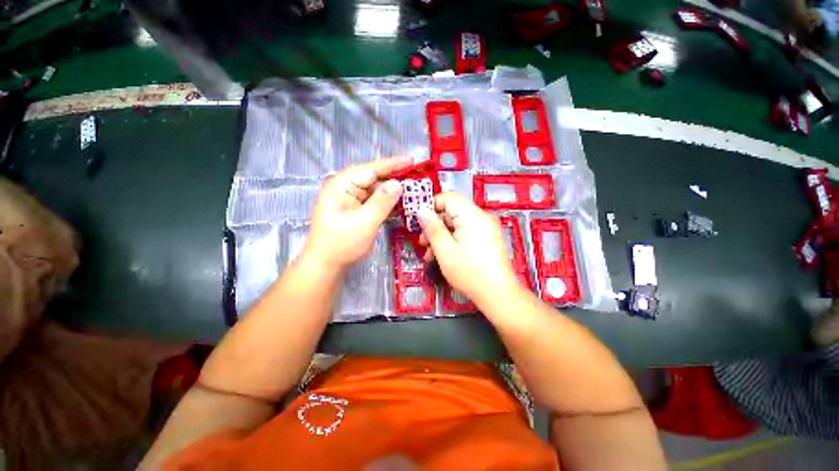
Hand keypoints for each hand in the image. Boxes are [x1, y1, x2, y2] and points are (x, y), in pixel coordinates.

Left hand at [304, 156, 411, 269]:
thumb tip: (398, 184)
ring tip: (412, 192)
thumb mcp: (365, 222)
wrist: (325, 265)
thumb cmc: (342, 243)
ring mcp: (350, 200)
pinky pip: (373, 202)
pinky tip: (400, 205)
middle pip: (373, 179)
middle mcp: (345, 188)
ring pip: (375, 191)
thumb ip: (382, 201)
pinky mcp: (354, 210)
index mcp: (342, 185)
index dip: (392, 164)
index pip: (370, 169)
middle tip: (416, 179)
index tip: (411, 160)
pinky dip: (386, 204)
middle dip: (394, 179)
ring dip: (392, 193)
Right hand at [418, 192, 520, 305]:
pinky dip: (453, 240)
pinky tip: (443, 256)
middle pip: (452, 211)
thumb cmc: (469, 272)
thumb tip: (421, 210)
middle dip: (434, 225)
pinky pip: (465, 232)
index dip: (431, 206)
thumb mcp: (445, 250)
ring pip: (457, 224)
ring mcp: (486, 228)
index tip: (418, 220)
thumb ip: (432, 228)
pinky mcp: (487, 238)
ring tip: (429, 254)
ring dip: (441, 235)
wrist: (498, 294)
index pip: (448, 197)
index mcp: (472, 215)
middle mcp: (481, 217)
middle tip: (422, 242)